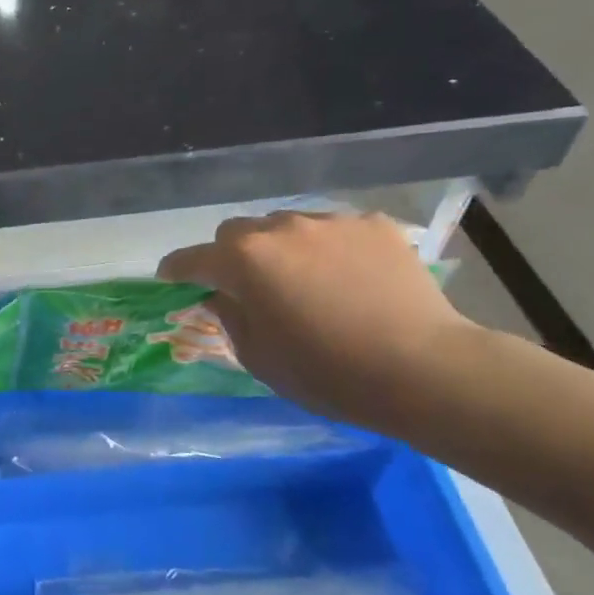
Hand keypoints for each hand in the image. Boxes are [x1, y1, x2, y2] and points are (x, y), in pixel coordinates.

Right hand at [157, 212, 480, 434]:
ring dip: (281, 250)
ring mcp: (330, 222)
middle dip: (231, 256)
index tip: (171, 280)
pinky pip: (333, 231)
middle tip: (246, 288)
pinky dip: (326, 250)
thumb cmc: (326, 372)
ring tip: (304, 282)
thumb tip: (219, 295)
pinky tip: (348, 279)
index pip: (192, 259)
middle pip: (238, 232)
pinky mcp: (373, 225)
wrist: (423, 369)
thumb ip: (229, 317)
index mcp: (244, 260)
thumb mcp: (259, 356)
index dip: (177, 270)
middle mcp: (281, 228)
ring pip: (286, 227)